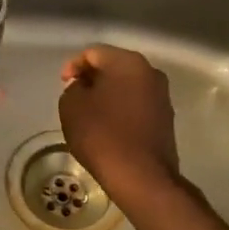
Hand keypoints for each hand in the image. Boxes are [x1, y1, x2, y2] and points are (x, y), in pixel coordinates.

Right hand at [58, 45, 180, 209]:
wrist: (141, 176)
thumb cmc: (102, 135)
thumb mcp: (71, 106)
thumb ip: (74, 88)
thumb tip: (85, 88)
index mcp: (128, 63)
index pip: (93, 53)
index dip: (73, 65)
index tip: (63, 84)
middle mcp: (151, 73)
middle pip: (114, 67)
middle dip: (92, 78)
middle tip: (74, 96)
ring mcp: (162, 96)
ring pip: (127, 86)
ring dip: (107, 94)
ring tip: (90, 113)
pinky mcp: (165, 119)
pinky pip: (137, 105)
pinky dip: (120, 109)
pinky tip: (108, 127)